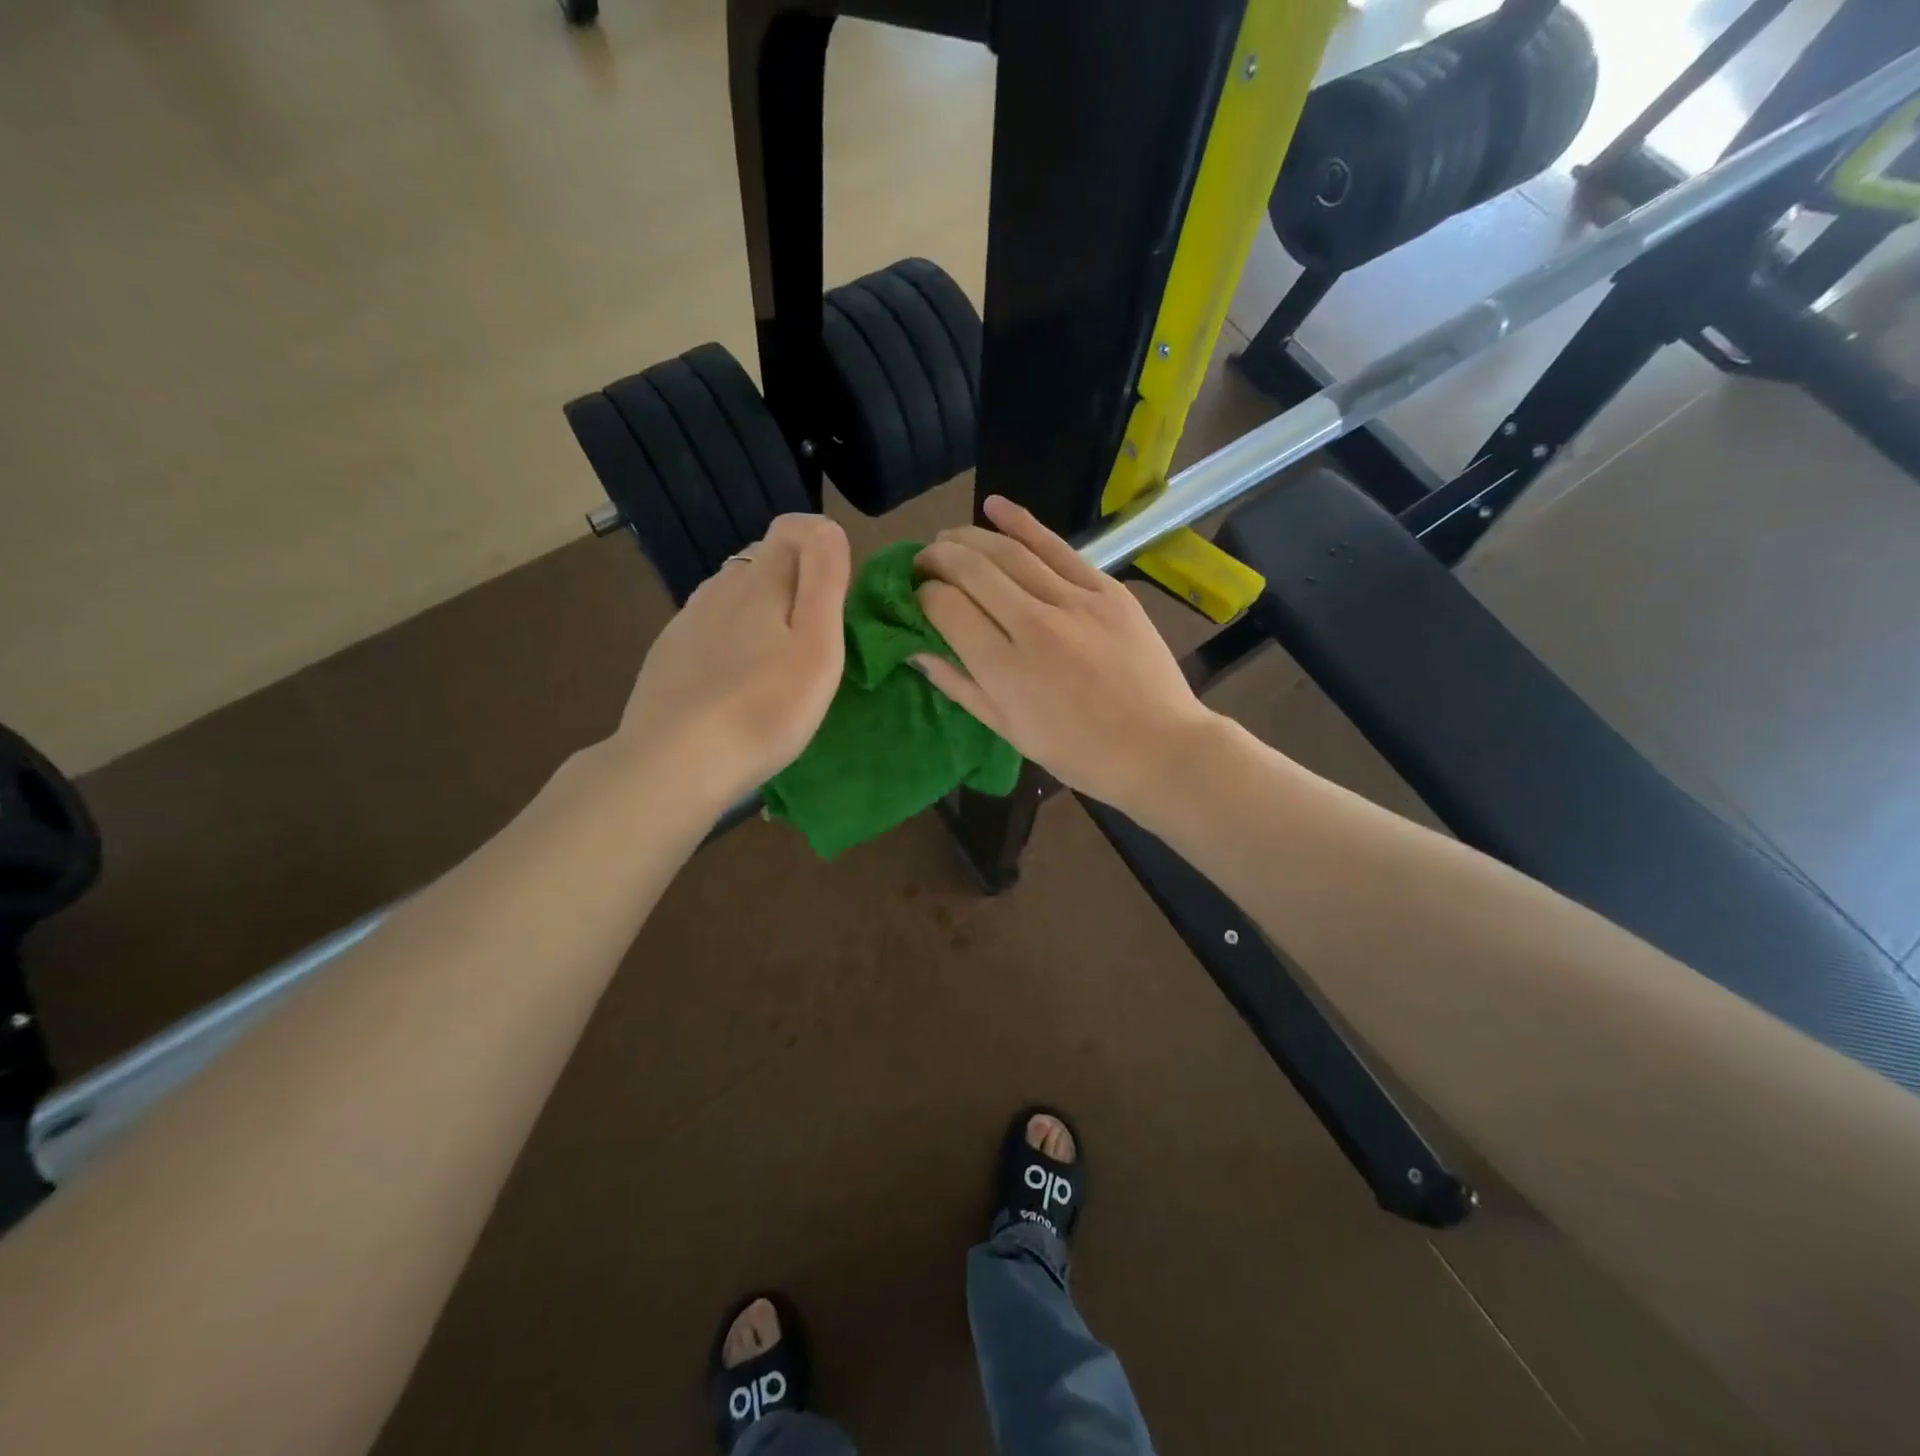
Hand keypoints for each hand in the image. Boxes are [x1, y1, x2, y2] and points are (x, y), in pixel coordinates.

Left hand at [614, 514, 850, 810]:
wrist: (673, 764)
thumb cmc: (763, 708)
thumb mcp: (817, 646)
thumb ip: (825, 580)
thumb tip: (826, 525)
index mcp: (758, 580)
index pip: (793, 529)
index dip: (822, 548)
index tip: (839, 600)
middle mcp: (717, 588)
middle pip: (763, 562)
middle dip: (795, 583)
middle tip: (816, 640)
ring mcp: (686, 622)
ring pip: (733, 597)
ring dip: (761, 614)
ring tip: (778, 667)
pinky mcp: (668, 656)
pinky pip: (710, 630)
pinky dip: (731, 643)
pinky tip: (736, 685)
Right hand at [913, 496, 1218, 810]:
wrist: (1158, 747)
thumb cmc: (1077, 753)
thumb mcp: (1009, 730)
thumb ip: (959, 686)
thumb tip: (916, 650)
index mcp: (1004, 669)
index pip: (946, 608)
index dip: (923, 595)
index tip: (919, 597)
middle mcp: (1033, 625)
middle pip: (972, 570)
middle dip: (938, 557)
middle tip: (923, 560)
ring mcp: (1074, 601)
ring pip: (1009, 552)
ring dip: (970, 538)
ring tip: (948, 537)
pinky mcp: (1106, 589)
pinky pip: (1056, 546)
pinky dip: (1021, 522)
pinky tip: (994, 506)